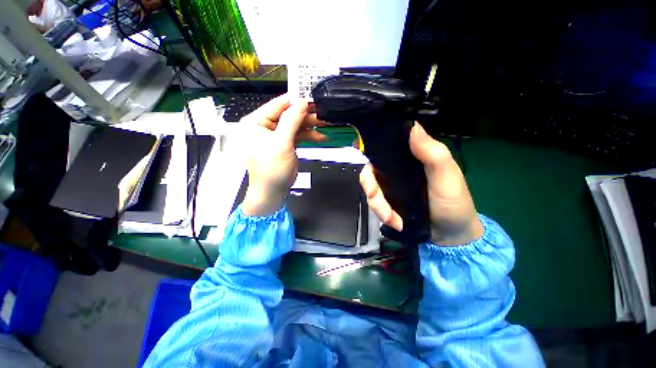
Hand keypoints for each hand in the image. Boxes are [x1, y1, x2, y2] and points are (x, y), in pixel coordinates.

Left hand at [240, 95, 325, 215]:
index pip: (278, 105)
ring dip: (310, 126)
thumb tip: (302, 101)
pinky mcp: (285, 144)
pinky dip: (309, 135)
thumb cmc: (272, 168)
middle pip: (288, 115)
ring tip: (325, 125)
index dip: (295, 100)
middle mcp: (265, 126)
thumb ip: (292, 120)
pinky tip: (321, 136)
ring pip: (295, 125)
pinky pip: (298, 135)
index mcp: (256, 122)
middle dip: (306, 115)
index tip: (312, 96)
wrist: (272, 191)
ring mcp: (276, 136)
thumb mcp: (282, 143)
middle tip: (323, 113)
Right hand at [360, 122, 483, 245]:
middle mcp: (397, 169)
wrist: (449, 236)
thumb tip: (412, 126)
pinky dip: (380, 213)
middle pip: (371, 169)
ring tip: (391, 219)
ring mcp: (390, 186)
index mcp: (411, 157)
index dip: (372, 145)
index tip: (359, 148)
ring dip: (377, 204)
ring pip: (370, 188)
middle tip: (375, 198)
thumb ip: (432, 153)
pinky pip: (375, 203)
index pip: (387, 145)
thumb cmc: (454, 203)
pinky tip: (394, 222)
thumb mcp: (447, 176)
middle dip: (370, 185)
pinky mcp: (388, 202)